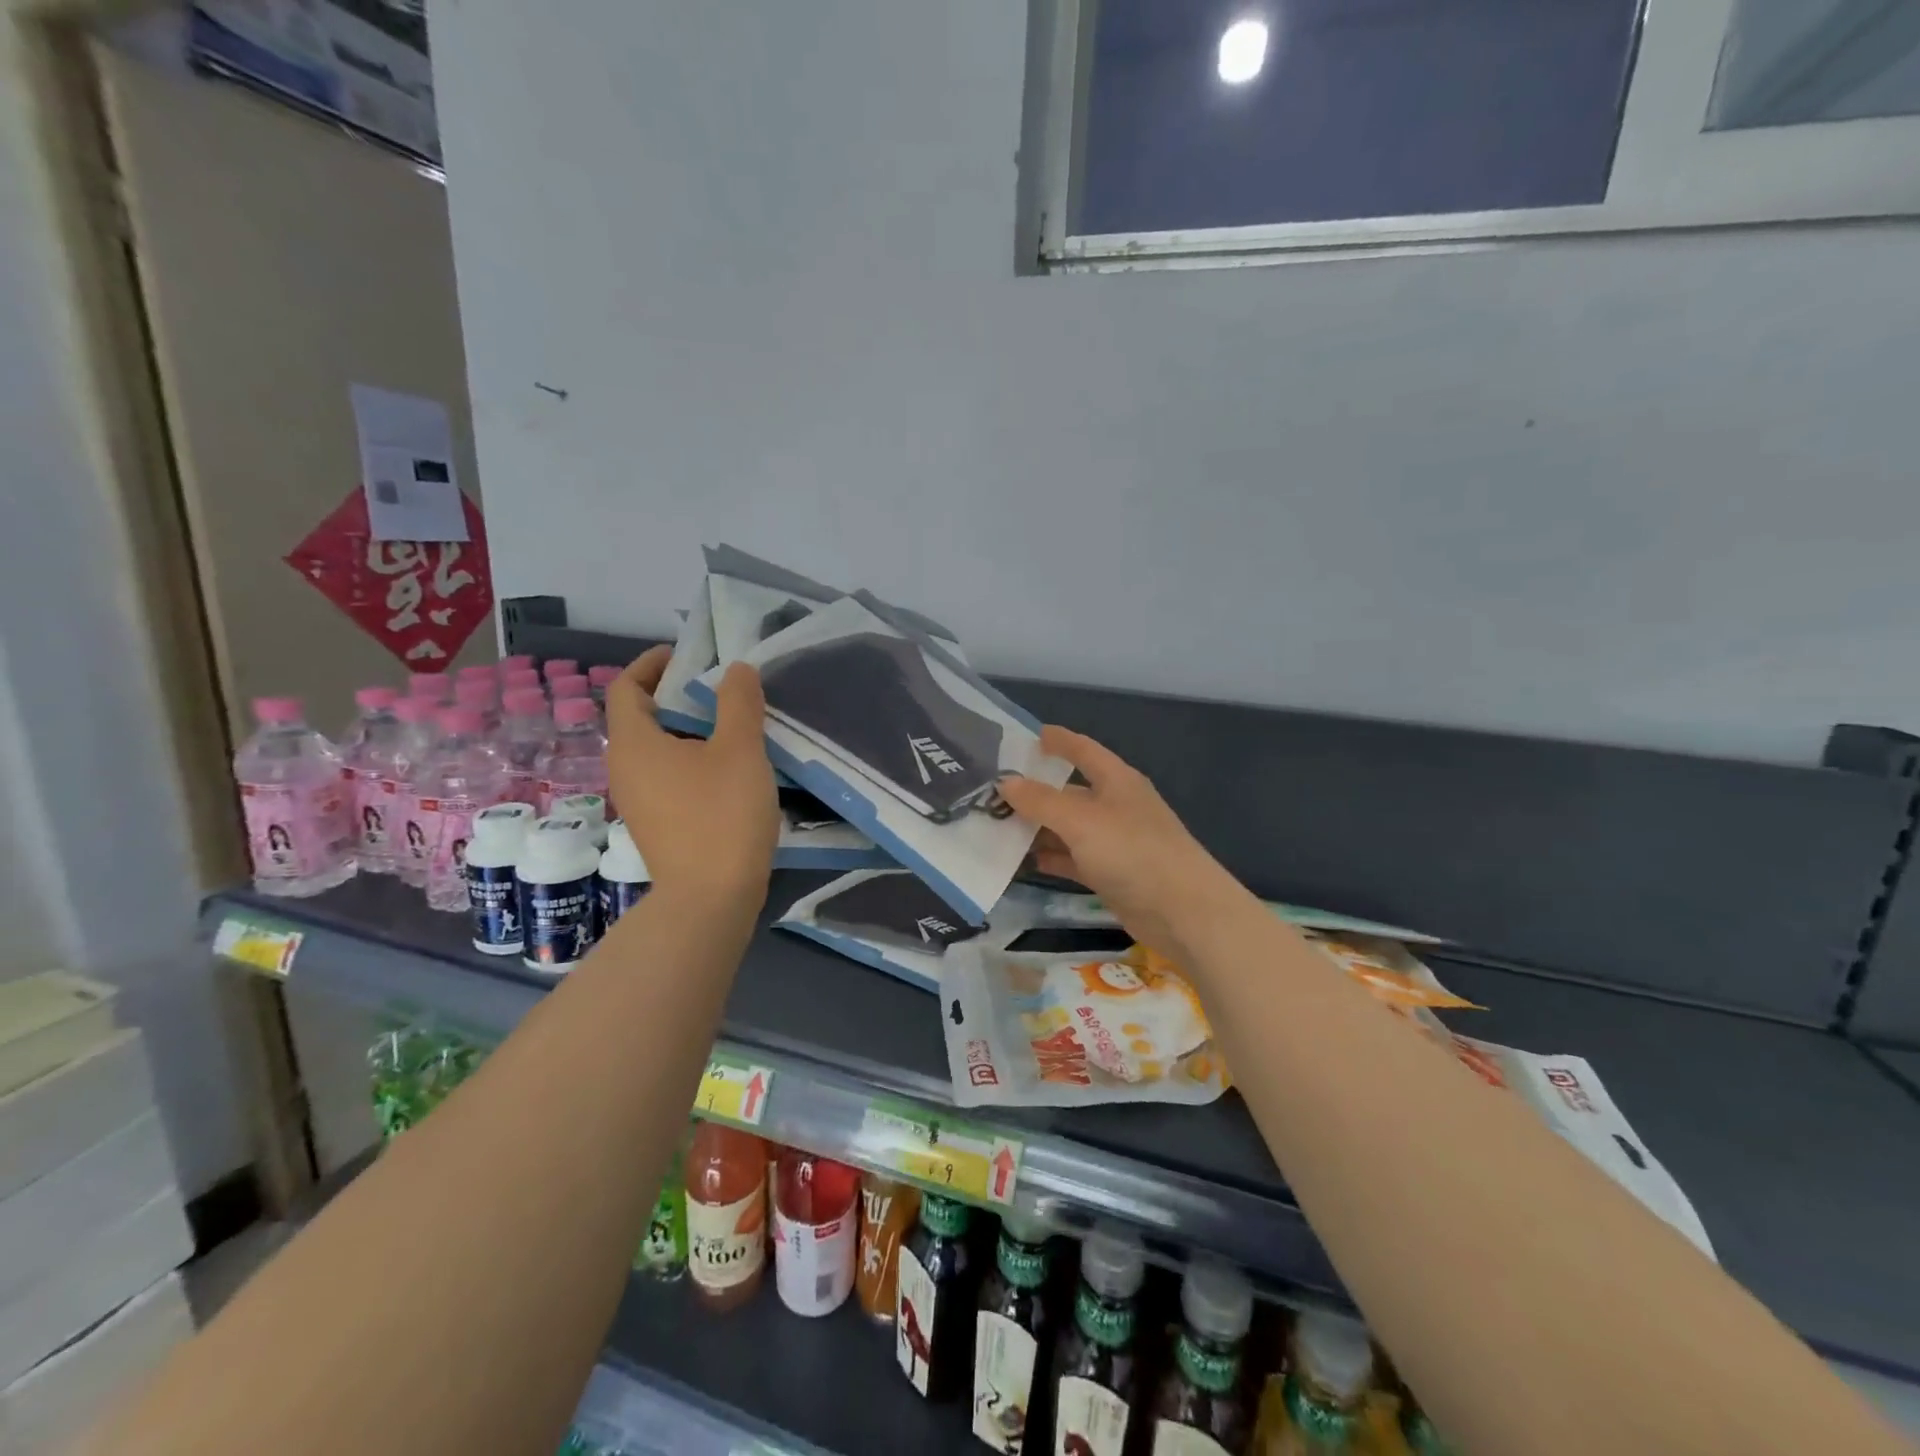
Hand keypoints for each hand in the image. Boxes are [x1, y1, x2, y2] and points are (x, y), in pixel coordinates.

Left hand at [604, 646, 778, 901]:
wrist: (711, 899)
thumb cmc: (722, 815)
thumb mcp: (740, 750)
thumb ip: (738, 702)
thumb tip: (735, 669)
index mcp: (634, 743)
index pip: (626, 687)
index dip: (652, 664)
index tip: (687, 656)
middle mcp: (625, 768)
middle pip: (640, 716)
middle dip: (675, 694)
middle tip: (719, 687)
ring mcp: (638, 799)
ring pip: (655, 748)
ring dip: (686, 728)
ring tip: (729, 723)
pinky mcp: (656, 823)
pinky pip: (666, 774)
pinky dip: (689, 757)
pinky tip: (727, 767)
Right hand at [999, 726, 1249, 959]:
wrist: (1182, 912)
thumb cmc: (1133, 851)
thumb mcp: (1081, 820)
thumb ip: (1041, 800)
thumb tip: (1006, 782)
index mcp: (1117, 781)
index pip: (1084, 750)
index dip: (1060, 741)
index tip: (1033, 735)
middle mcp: (1116, 806)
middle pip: (1070, 792)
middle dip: (1036, 791)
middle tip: (994, 791)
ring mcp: (1115, 842)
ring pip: (1069, 828)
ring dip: (1038, 828)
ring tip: (997, 827)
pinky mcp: (1112, 875)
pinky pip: (1073, 859)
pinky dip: (1051, 858)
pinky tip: (1023, 862)